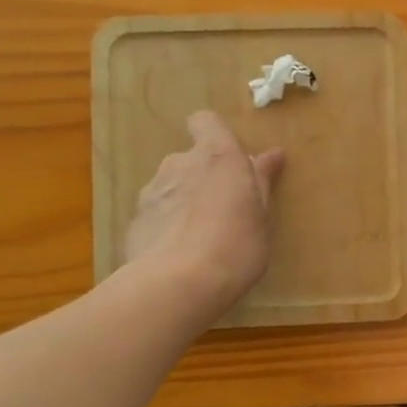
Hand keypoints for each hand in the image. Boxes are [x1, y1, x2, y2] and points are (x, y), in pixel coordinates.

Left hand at [123, 111, 284, 322]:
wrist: (178, 284)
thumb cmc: (236, 243)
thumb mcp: (262, 214)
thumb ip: (262, 180)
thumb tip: (272, 153)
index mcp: (217, 156)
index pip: (206, 122)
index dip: (215, 134)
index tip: (231, 159)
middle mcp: (180, 163)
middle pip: (190, 158)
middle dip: (204, 176)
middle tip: (226, 207)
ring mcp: (152, 191)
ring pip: (171, 186)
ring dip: (185, 200)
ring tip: (202, 235)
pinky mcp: (134, 221)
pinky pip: (157, 213)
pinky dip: (167, 225)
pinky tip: (180, 253)